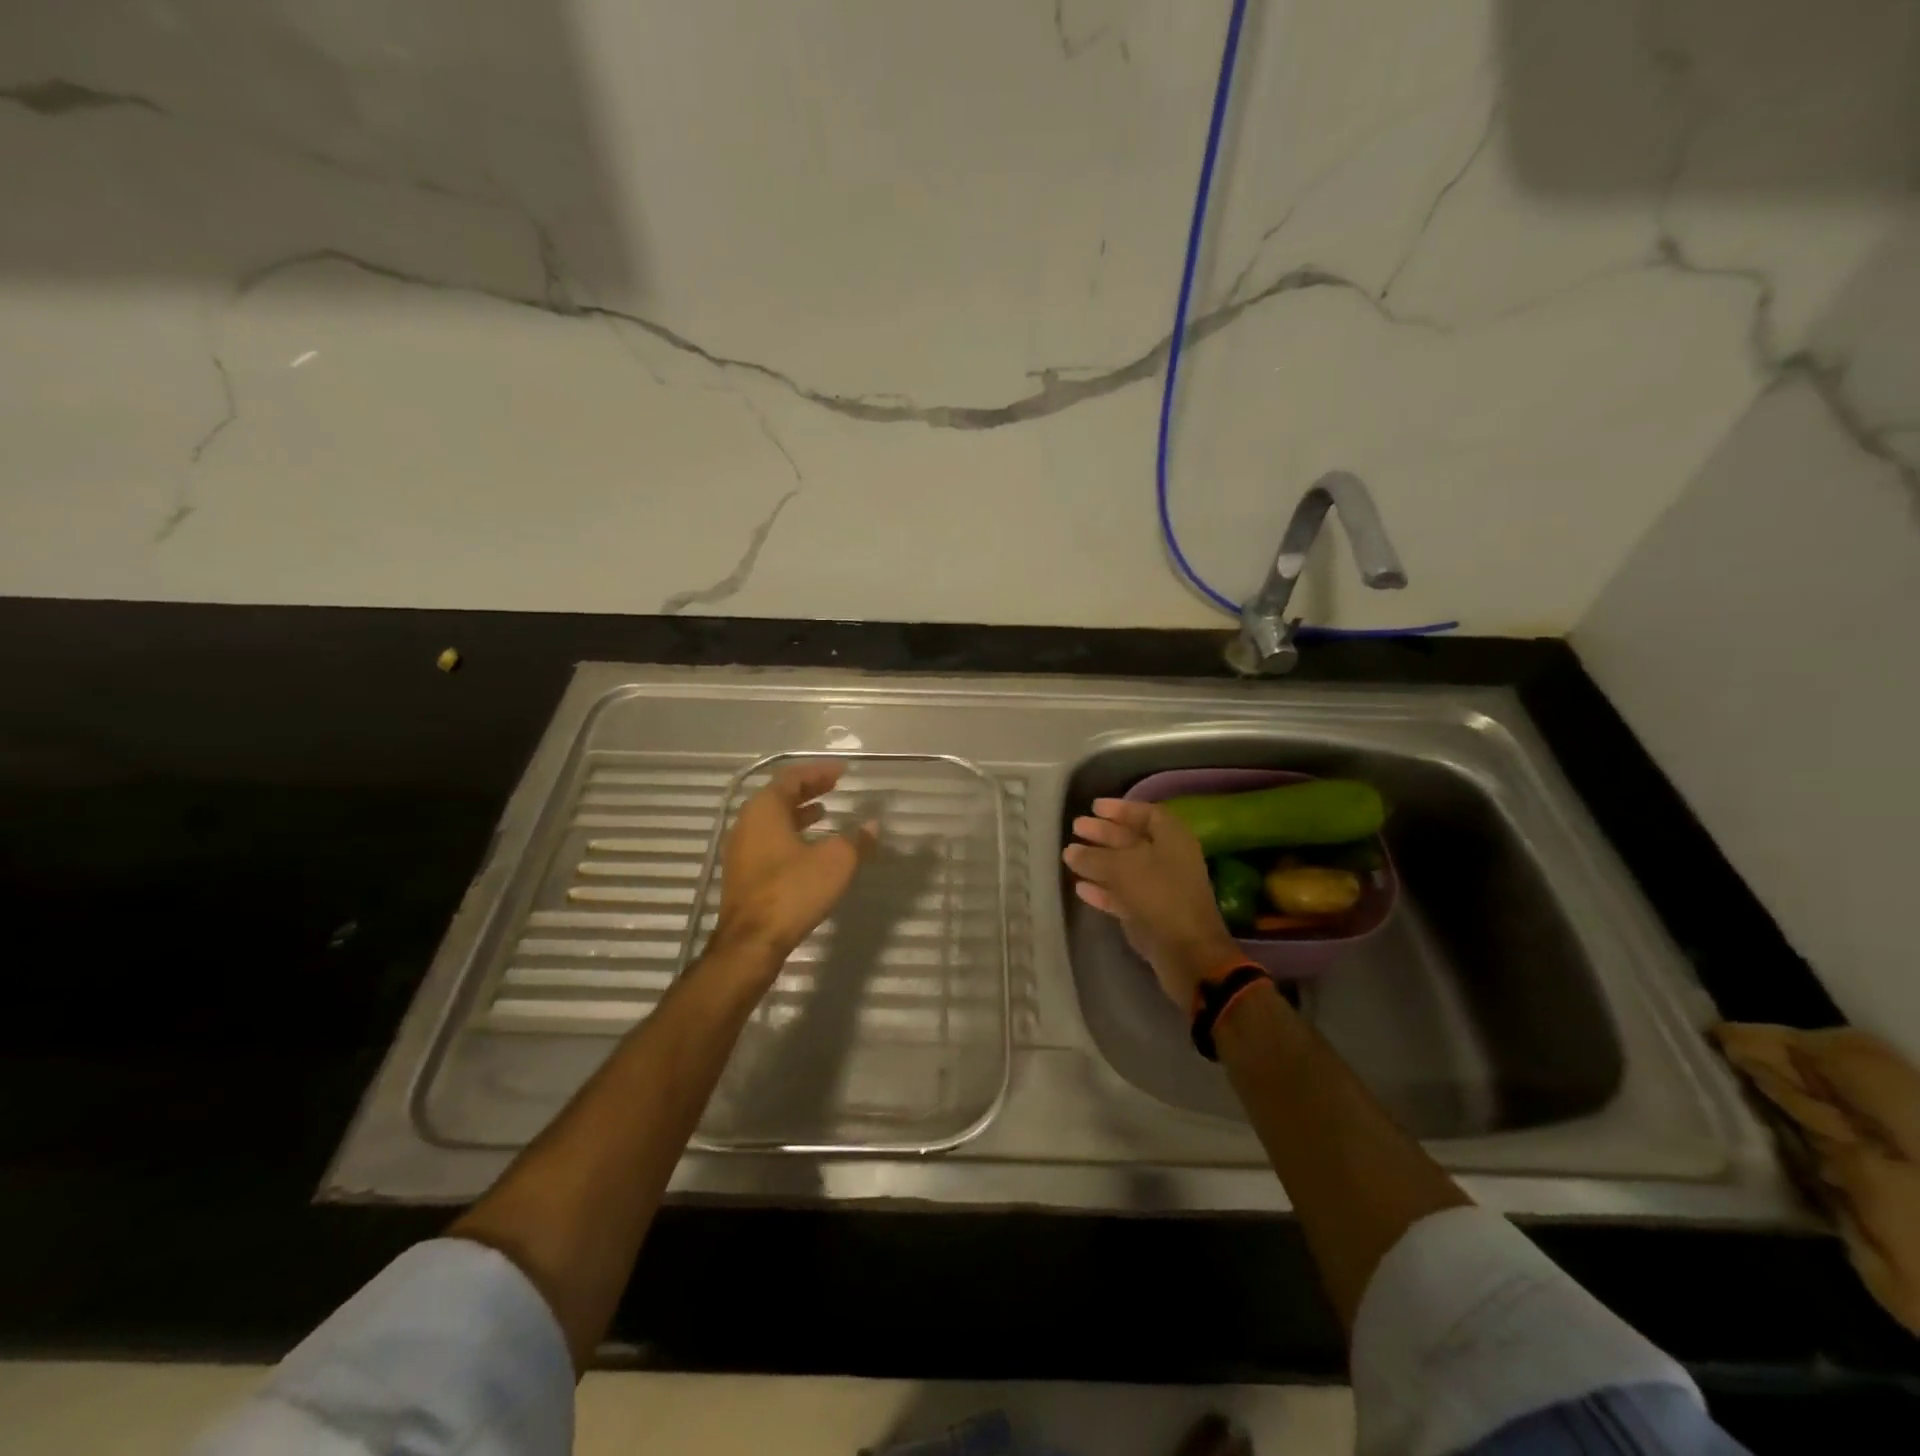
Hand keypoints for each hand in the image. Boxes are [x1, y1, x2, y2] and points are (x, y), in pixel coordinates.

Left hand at [710, 761, 875, 976]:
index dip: (818, 772)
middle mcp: (747, 823)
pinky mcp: (744, 874)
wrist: (751, 943)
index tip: (841, 772)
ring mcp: (741, 850)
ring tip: (824, 812)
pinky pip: (769, 840)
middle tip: (834, 787)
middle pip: (779, 796)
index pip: (791, 777)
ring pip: (772, 820)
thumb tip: (872, 826)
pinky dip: (790, 834)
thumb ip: (857, 840)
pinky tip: (810, 848)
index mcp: (765, 809)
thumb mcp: (836, 862)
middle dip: (808, 789)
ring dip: (798, 812)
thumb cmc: (793, 891)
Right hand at [1062, 798, 1242, 1008]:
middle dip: (1104, 833)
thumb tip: (1071, 851)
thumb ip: (1094, 857)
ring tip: (1070, 856)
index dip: (1120, 809)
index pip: (1147, 813)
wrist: (1187, 953)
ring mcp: (1160, 889)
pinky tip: (1080, 888)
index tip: (1093, 807)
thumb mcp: (1123, 868)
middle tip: (1076, 827)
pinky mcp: (1150, 915)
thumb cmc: (1160, 896)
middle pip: (1133, 840)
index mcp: (1173, 839)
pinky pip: (1123, 895)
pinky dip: (1103, 890)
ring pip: (1125, 868)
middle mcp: (1169, 860)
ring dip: (1099, 861)